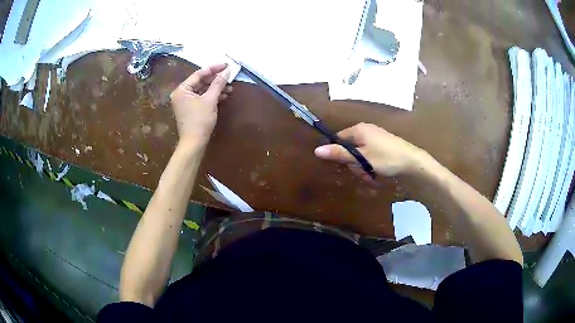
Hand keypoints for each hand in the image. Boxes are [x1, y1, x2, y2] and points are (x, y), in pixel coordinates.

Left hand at [170, 64, 231, 144]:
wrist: (194, 143)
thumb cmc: (200, 120)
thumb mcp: (210, 100)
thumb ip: (218, 84)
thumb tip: (227, 71)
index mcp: (182, 89)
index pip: (199, 74)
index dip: (214, 69)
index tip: (226, 65)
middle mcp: (182, 94)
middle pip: (201, 81)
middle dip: (216, 79)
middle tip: (229, 75)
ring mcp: (186, 102)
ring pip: (203, 90)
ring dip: (216, 88)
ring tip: (230, 87)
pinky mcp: (191, 109)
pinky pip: (202, 98)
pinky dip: (212, 96)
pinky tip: (224, 95)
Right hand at [314, 123, 428, 179]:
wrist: (413, 162)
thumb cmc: (386, 158)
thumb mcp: (361, 158)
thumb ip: (340, 154)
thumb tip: (317, 150)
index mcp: (359, 129)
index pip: (339, 139)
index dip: (340, 153)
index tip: (347, 165)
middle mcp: (366, 130)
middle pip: (350, 149)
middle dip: (355, 164)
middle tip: (364, 171)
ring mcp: (376, 138)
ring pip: (360, 155)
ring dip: (363, 168)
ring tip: (373, 174)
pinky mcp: (383, 146)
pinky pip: (370, 156)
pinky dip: (372, 166)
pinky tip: (378, 173)